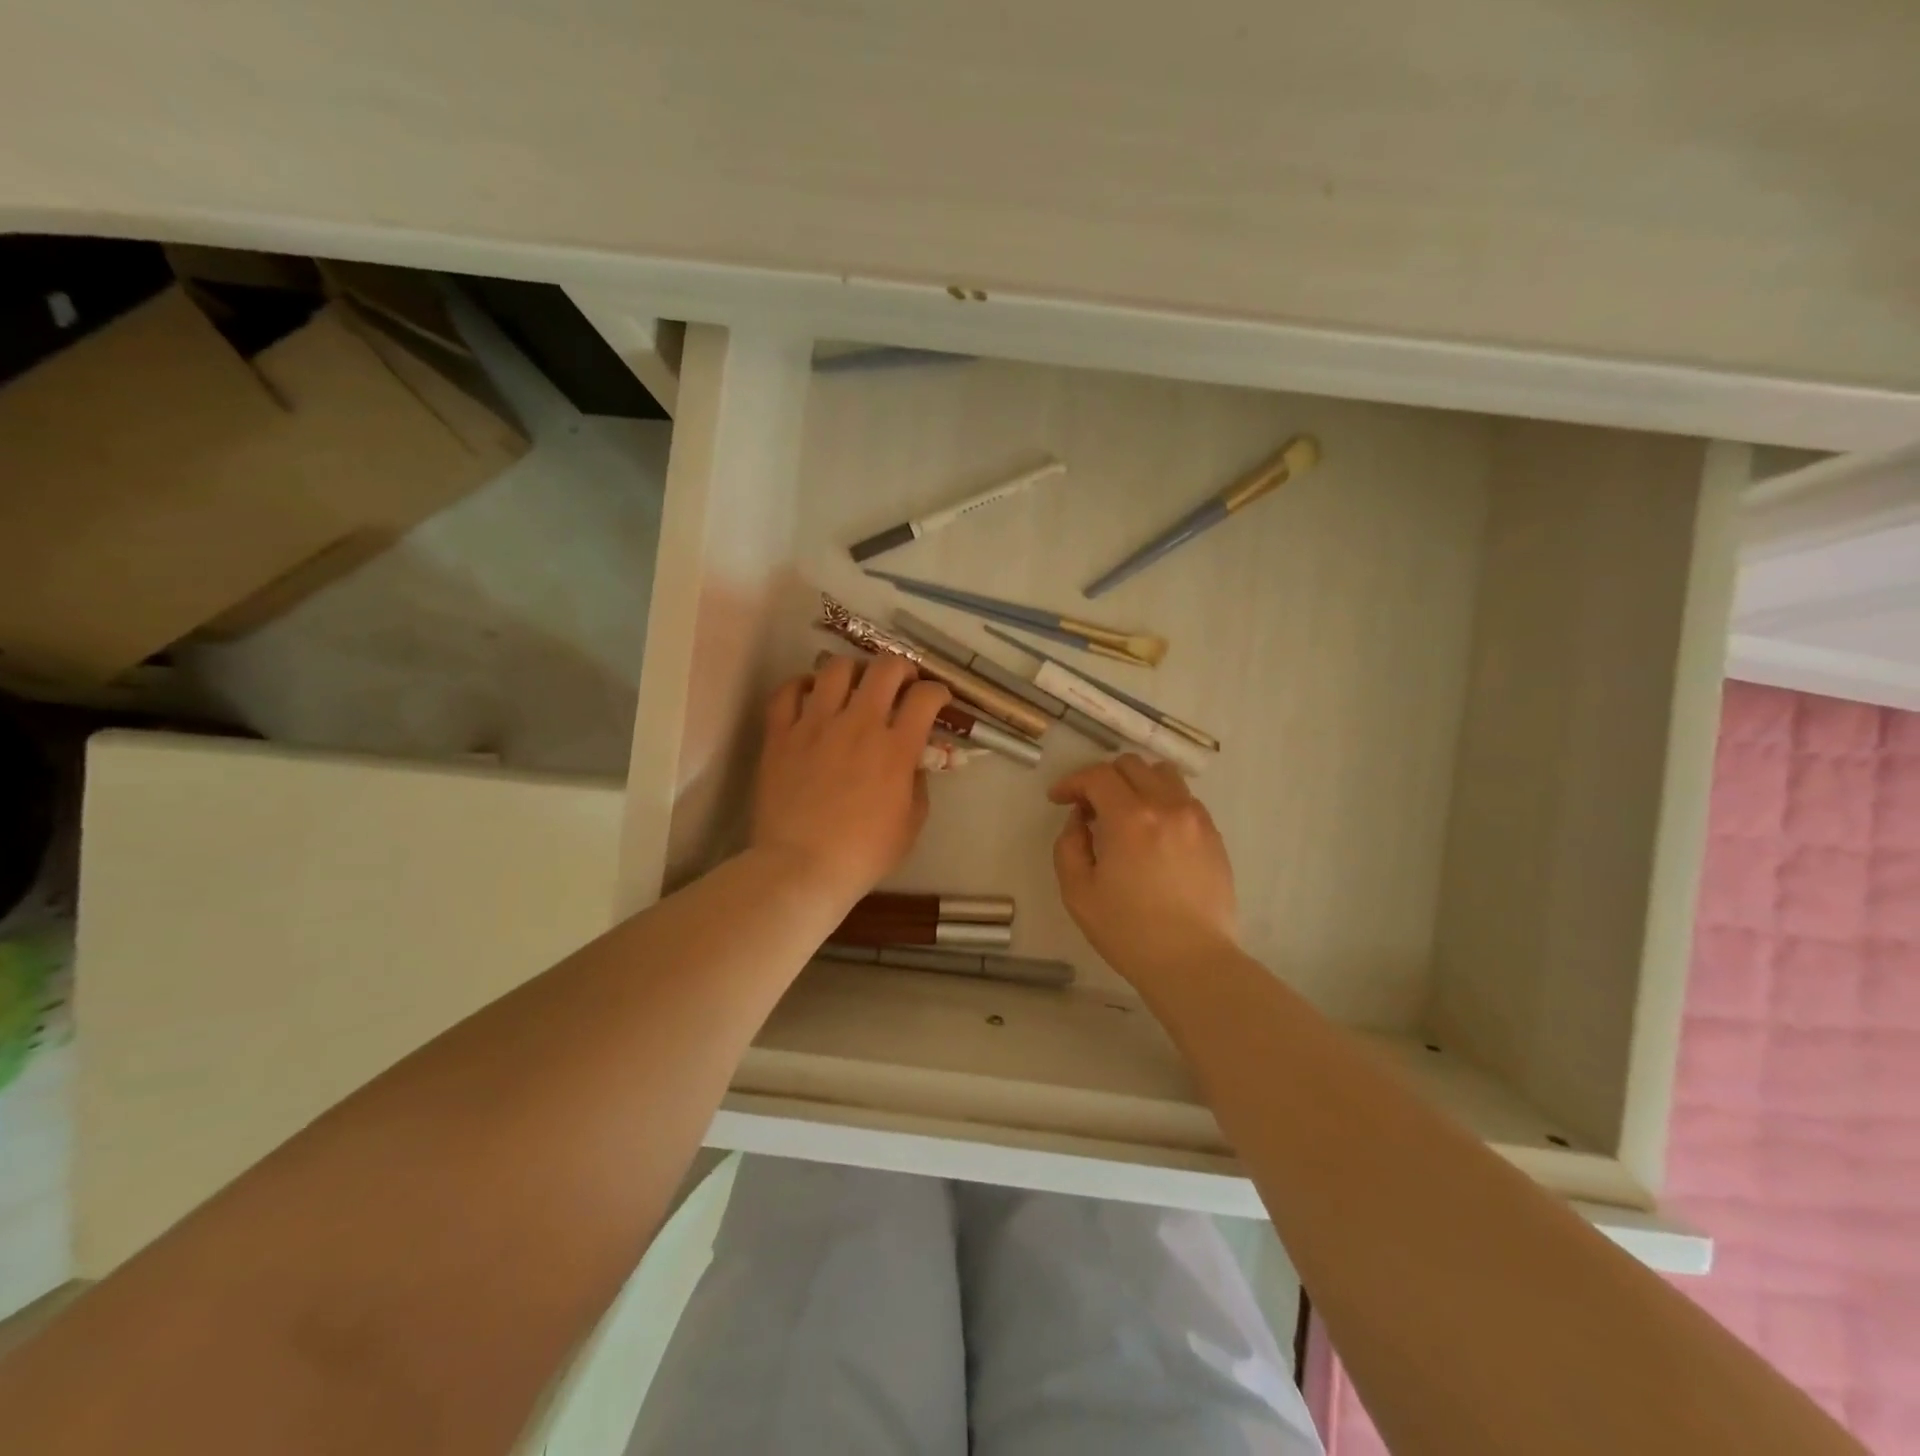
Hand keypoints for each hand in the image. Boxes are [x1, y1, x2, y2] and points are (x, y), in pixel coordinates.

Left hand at [751, 654, 950, 909]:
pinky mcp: (780, 734)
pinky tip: (811, 694)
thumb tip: (912, 763)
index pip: (925, 697)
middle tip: (901, 683)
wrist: (801, 867)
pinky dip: (802, 685)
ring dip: (853, 670)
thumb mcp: (911, 825)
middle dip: (901, 668)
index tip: (937, 701)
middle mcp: (858, 724)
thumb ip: (918, 785)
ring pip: (836, 668)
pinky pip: (788, 691)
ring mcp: (815, 724)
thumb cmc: (863, 853)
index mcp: (896, 747)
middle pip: (885, 669)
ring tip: (855, 684)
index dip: (938, 692)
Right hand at [1049, 755, 1238, 984]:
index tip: (1059, 799)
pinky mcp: (1214, 835)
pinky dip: (1162, 801)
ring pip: (1163, 775)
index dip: (1072, 782)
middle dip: (1102, 779)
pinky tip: (1153, 833)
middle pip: (1131, 766)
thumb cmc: (1128, 931)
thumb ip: (1069, 845)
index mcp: (1130, 818)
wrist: (1192, 962)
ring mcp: (1196, 818)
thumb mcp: (1077, 892)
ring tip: (1125, 813)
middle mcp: (1167, 806)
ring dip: (1136, 783)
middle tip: (1089, 809)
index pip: (1097, 776)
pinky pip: (1184, 799)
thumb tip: (1081, 821)